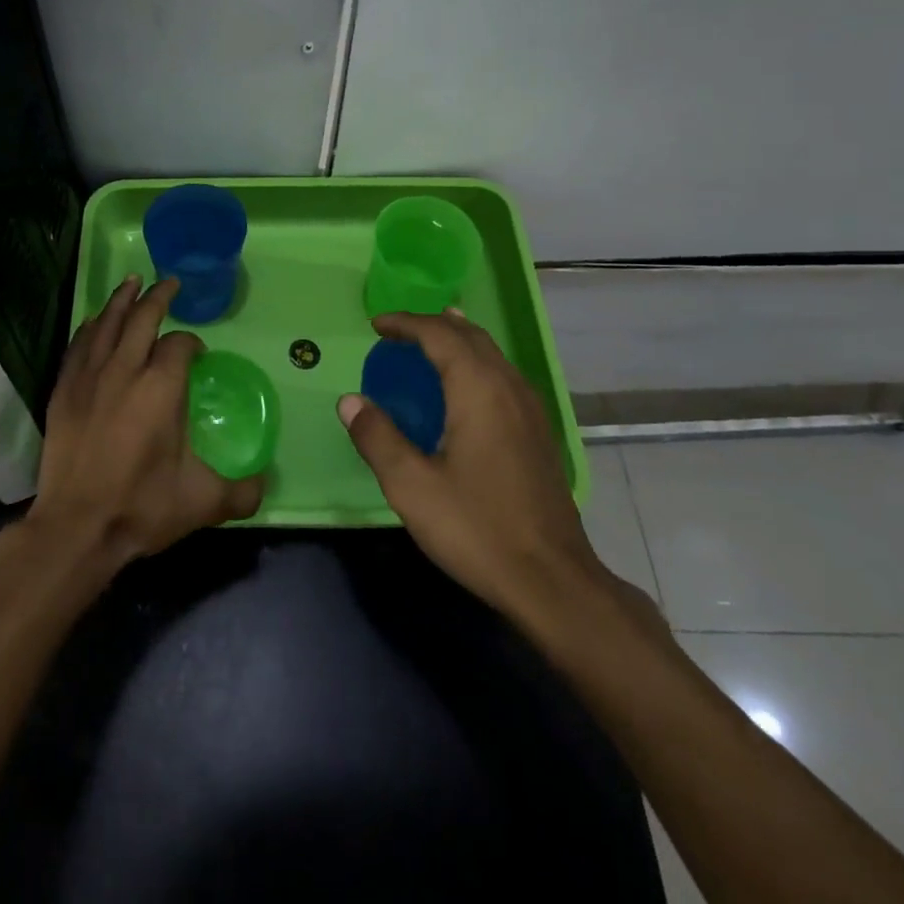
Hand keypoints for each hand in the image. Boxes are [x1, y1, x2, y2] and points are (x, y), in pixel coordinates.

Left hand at [27, 276, 263, 570]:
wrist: (76, 528)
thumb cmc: (141, 507)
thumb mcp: (203, 502)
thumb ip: (242, 491)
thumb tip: (265, 484)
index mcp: (161, 387)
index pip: (179, 345)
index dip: (192, 343)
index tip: (197, 354)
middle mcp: (124, 370)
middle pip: (141, 318)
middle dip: (158, 297)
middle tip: (170, 283)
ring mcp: (89, 378)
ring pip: (106, 324)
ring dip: (122, 300)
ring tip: (133, 282)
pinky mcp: (64, 392)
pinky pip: (78, 346)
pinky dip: (90, 328)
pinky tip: (94, 322)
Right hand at [338, 309, 605, 617]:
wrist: (553, 581)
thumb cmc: (477, 529)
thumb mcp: (411, 486)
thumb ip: (377, 437)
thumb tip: (350, 401)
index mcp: (478, 389)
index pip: (439, 334)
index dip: (405, 323)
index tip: (376, 325)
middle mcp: (508, 387)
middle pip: (470, 335)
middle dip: (431, 324)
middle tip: (396, 332)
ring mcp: (530, 409)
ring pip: (491, 353)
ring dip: (456, 340)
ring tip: (428, 342)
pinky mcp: (538, 432)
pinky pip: (502, 374)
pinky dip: (474, 361)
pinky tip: (463, 386)